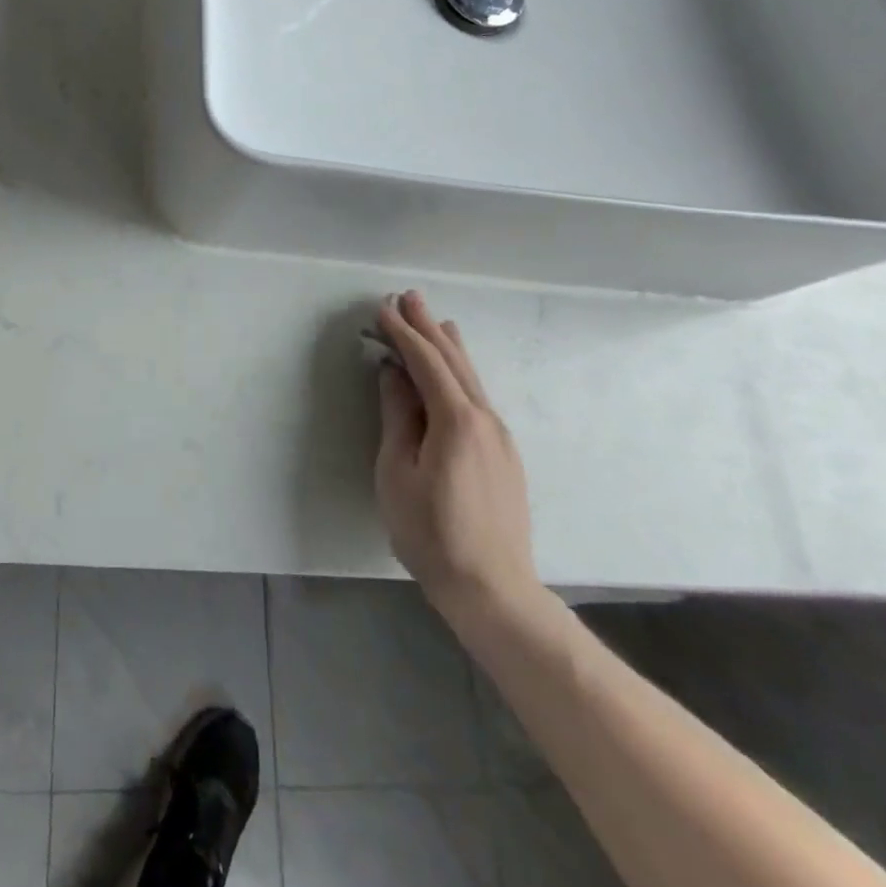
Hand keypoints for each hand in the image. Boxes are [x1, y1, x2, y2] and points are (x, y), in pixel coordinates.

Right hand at [375, 291, 541, 625]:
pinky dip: (461, 371)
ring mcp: (500, 437)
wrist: (493, 589)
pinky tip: (456, 369)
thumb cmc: (431, 532)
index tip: (381, 309)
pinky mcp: (504, 454)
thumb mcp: (398, 471)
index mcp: (456, 421)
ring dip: (449, 345)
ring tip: (435, 319)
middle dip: (428, 327)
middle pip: (454, 361)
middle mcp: (485, 419)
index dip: (402, 333)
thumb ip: (397, 416)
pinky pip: (478, 396)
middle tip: (408, 297)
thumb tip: (393, 373)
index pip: (426, 362)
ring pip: (471, 377)